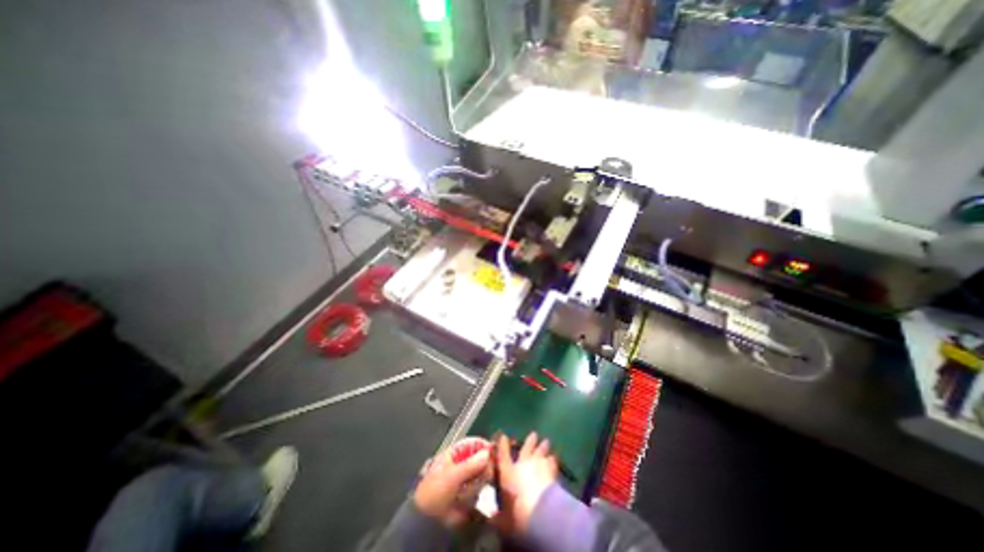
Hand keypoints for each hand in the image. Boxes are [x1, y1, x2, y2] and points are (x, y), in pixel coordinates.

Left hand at [412, 439, 491, 524]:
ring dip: (480, 478)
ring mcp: (466, 477)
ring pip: (481, 471)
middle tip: (487, 470)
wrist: (428, 519)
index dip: (482, 445)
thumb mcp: (452, 476)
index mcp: (455, 454)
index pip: (472, 443)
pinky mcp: (470, 491)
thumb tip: (488, 452)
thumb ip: (470, 464)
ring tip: (475, 485)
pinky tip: (473, 494)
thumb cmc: (436, 490)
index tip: (492, 450)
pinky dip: (479, 488)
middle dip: (484, 463)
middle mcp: (462, 462)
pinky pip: (479, 485)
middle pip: (479, 457)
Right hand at [490, 430, 551, 534]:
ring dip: (543, 447)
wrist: (540, 511)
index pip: (503, 455)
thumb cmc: (517, 513)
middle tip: (534, 433)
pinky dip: (553, 459)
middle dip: (530, 441)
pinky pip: (553, 462)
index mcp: (508, 472)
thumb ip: (497, 516)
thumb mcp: (503, 520)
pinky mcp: (551, 472)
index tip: (503, 436)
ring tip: (546, 441)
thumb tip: (490, 517)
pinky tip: (555, 458)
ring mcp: (538, 465)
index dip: (503, 445)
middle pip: (526, 449)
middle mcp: (522, 464)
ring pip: (541, 452)